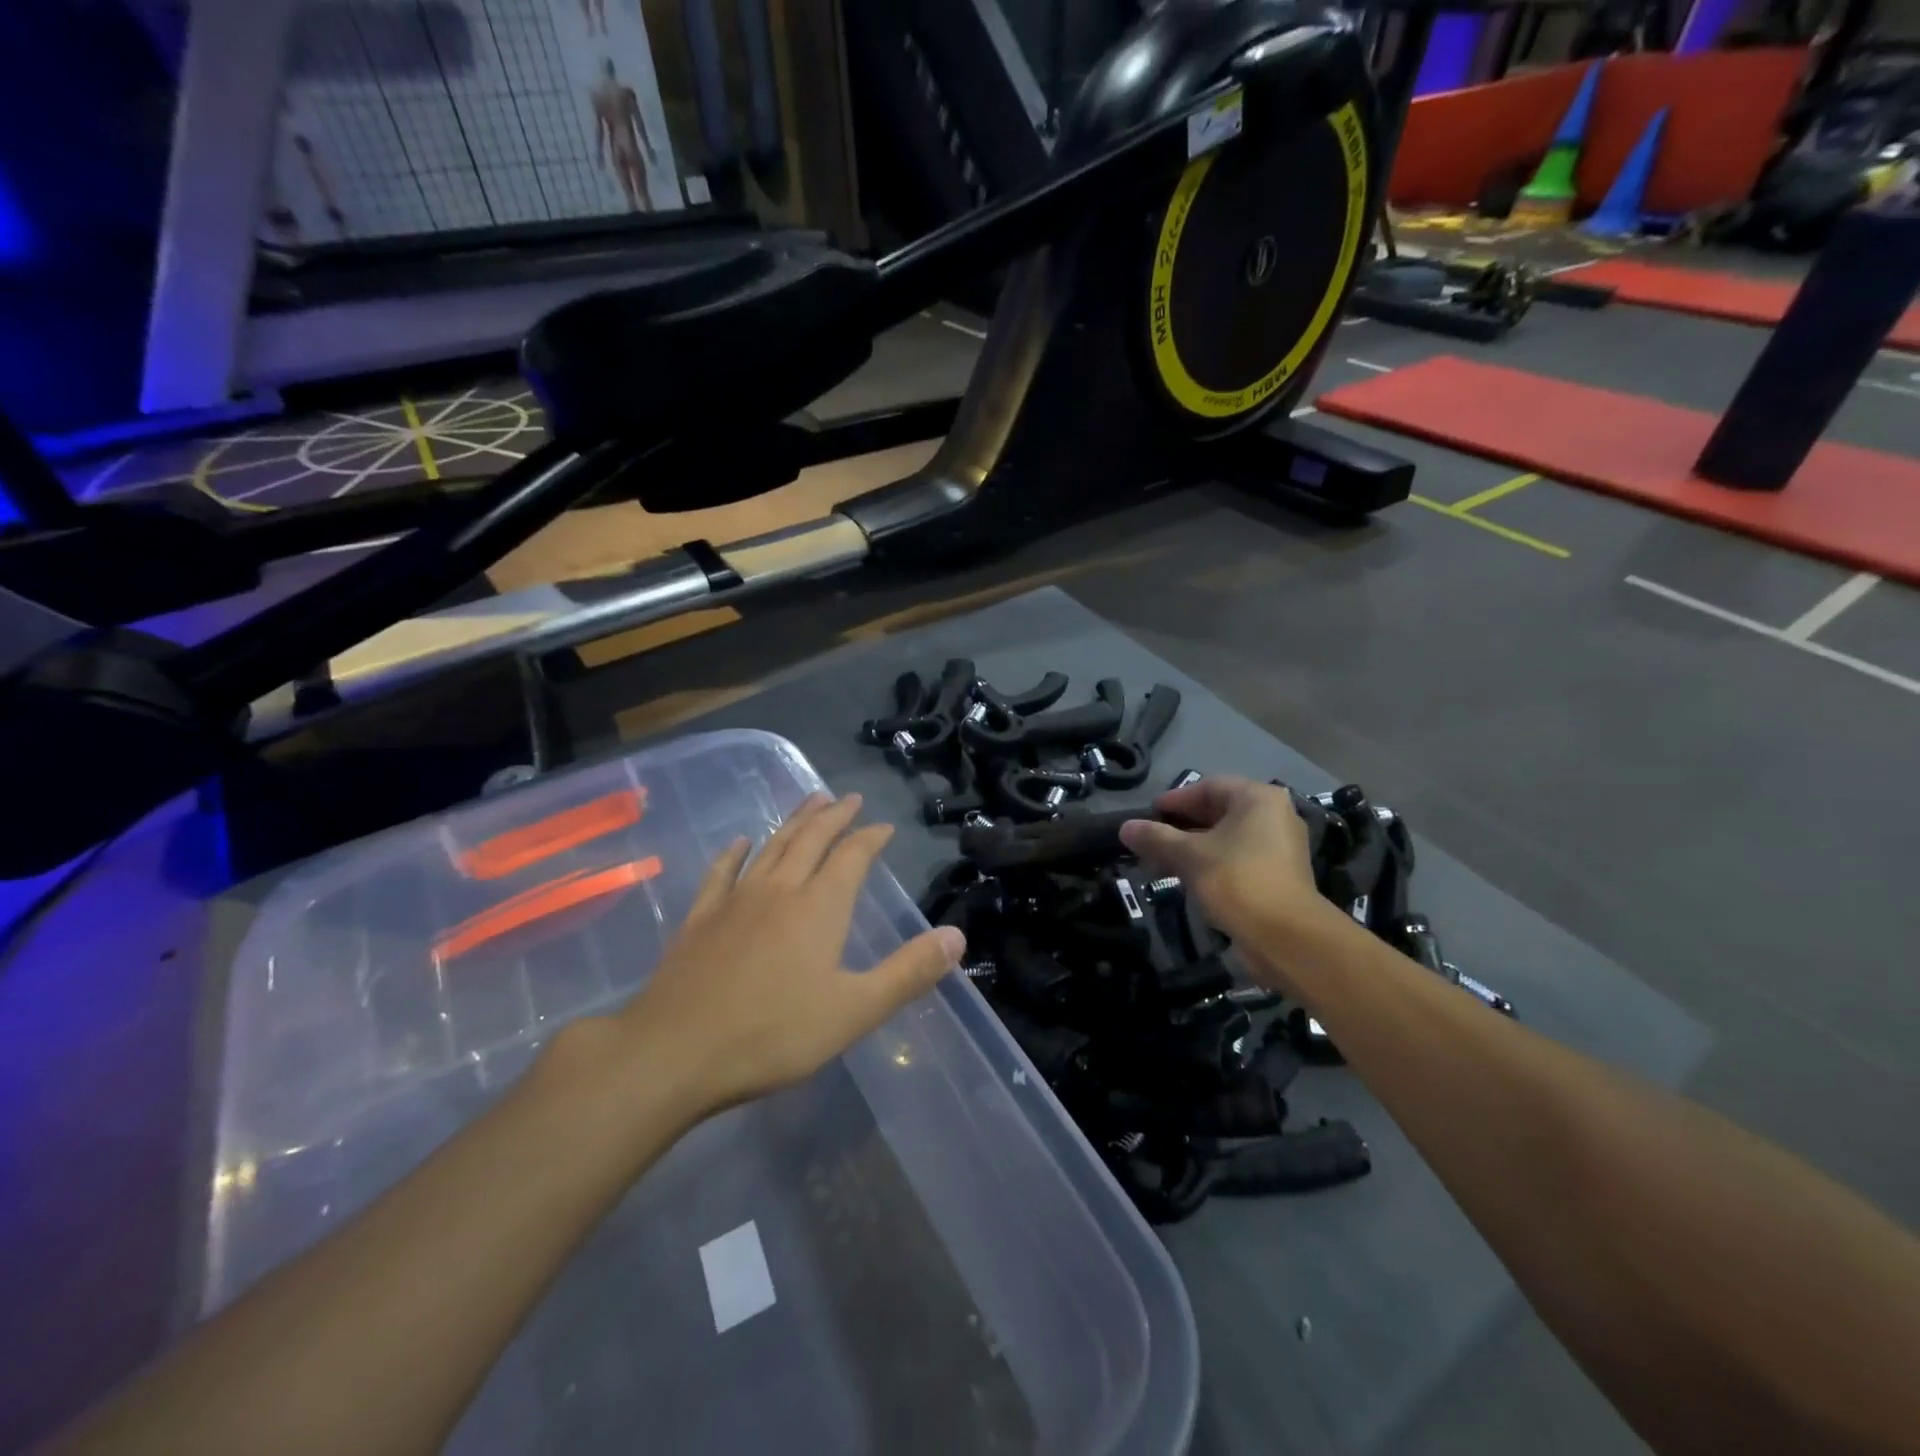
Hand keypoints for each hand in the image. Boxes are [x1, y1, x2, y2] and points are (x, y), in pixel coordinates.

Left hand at [609, 793, 964, 1121]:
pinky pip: (721, 873)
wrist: (674, 1052)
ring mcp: (735, 901)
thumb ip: (908, 972)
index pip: (852, 857)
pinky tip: (741, 842)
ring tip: (810, 801)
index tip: (884, 826)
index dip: (870, 838)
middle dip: (833, 816)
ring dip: (794, 821)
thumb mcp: (854, 1011)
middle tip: (848, 797)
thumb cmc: (773, 1034)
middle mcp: (779, 890)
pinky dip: (735, 853)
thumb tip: (957, 936)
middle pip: (811, 840)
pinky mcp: (700, 918)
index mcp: (819, 907)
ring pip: (771, 847)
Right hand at [1120, 777, 1341, 986]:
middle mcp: (1274, 816)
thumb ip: (1156, 838)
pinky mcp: (1277, 876)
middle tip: (1150, 838)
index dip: (1175, 799)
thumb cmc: (1238, 881)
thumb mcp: (1190, 856)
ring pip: (1226, 838)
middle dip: (1181, 825)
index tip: (1148, 814)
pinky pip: (1236, 859)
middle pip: (1218, 812)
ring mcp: (1279, 847)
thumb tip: (1125, 827)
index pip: (1209, 787)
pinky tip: (1185, 879)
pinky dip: (1210, 863)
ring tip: (1160, 861)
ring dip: (1192, 847)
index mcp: (1258, 799)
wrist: (1286, 938)